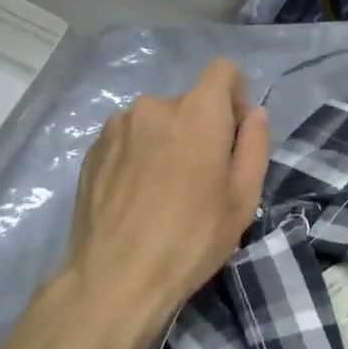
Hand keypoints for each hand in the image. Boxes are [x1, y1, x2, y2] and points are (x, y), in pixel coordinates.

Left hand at [62, 58, 269, 337]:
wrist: (115, 279)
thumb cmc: (191, 240)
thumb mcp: (243, 200)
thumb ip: (255, 146)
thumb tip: (255, 115)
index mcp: (197, 112)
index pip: (223, 70)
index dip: (235, 96)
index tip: (234, 135)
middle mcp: (154, 106)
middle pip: (189, 103)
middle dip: (201, 130)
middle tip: (202, 180)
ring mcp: (117, 127)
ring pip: (157, 123)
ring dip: (168, 143)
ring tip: (165, 192)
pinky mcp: (92, 150)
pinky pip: (129, 140)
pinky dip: (139, 157)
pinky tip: (137, 198)